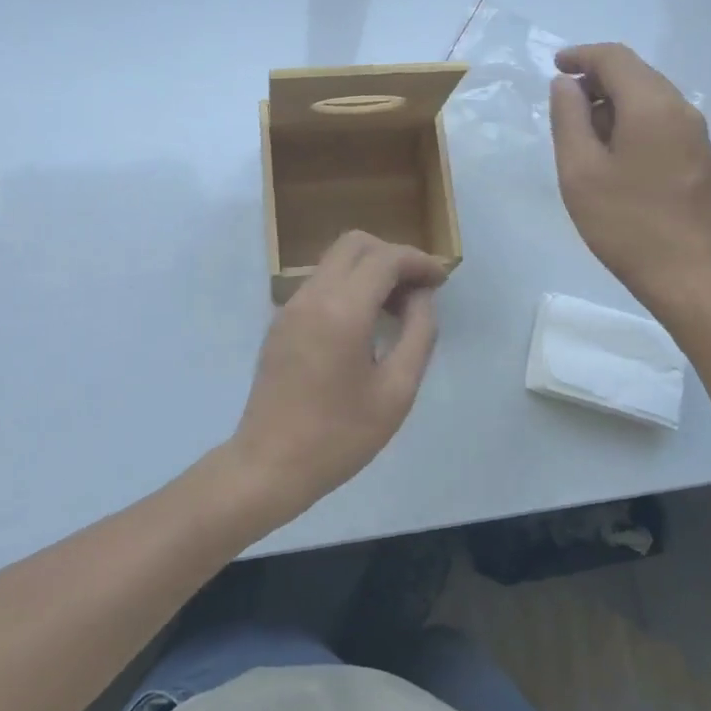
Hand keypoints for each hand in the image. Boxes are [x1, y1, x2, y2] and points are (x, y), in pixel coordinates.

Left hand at [227, 231, 445, 524]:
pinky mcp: (281, 322)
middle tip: (418, 290)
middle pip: (355, 244)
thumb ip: (418, 334)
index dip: (419, 261)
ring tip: (397, 309)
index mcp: (342, 310)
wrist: (269, 466)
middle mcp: (312, 296)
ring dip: (369, 270)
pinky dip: (349, 286)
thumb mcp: (396, 391)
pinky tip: (365, 323)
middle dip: (392, 256)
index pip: (385, 258)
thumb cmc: (339, 436)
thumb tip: (420, 298)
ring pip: (335, 261)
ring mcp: (290, 307)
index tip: (441, 281)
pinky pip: (320, 284)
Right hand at [550, 43, 710, 302]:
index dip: (581, 56)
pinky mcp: (700, 156)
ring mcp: (696, 133)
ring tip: (584, 135)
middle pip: (636, 73)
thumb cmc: (624, 223)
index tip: (555, 66)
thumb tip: (566, 84)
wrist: (686, 274)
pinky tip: (614, 153)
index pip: (615, 58)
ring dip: (614, 102)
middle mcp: (681, 109)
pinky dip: (633, 120)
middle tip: (564, 106)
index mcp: (651, 105)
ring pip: (650, 96)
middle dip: (597, 79)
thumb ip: (568, 118)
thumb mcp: (579, 170)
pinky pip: (662, 119)